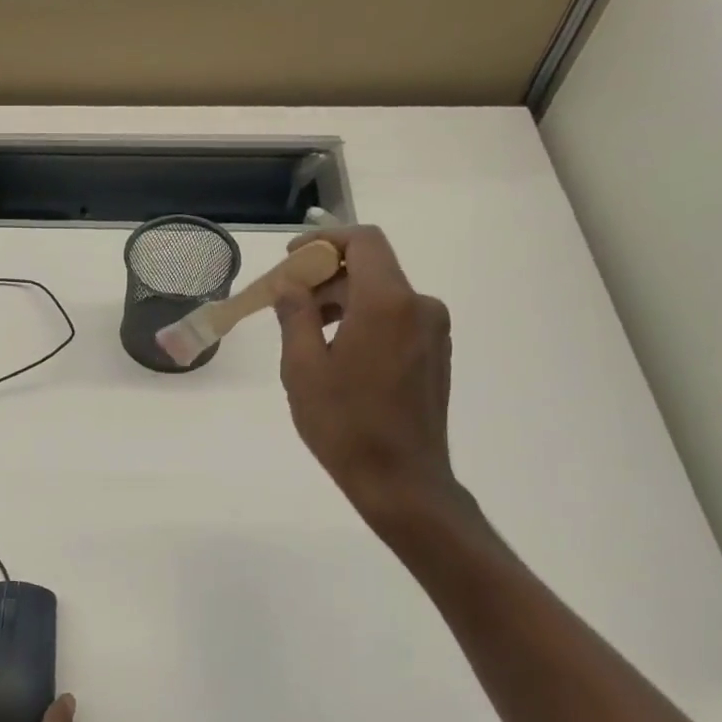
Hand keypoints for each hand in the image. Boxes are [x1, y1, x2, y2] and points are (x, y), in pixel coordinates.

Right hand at [274, 226, 459, 532]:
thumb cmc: (344, 424)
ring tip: (307, 335)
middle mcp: (419, 306)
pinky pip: (395, 319)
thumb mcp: (303, 368)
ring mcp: (433, 331)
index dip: (324, 241)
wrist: (402, 480)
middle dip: (326, 277)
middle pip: (371, 268)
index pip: (363, 241)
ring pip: (382, 295)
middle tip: (287, 304)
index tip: (292, 261)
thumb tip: (291, 286)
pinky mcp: (435, 353)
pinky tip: (338, 355)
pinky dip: (364, 321)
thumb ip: (295, 316)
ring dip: (343, 302)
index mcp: (387, 303)